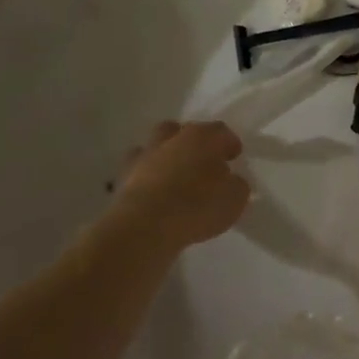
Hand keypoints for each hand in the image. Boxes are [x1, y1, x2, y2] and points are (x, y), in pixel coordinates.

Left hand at [100, 120, 249, 256]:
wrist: (144, 227)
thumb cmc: (197, 206)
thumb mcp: (234, 198)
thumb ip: (236, 185)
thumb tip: (230, 182)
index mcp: (202, 137)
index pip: (221, 131)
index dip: (229, 143)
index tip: (234, 157)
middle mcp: (172, 139)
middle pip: (182, 131)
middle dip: (192, 142)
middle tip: (201, 162)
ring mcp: (144, 156)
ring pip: (155, 146)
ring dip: (164, 156)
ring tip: (173, 177)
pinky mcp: (122, 179)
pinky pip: (137, 172)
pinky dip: (145, 178)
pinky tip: (153, 194)